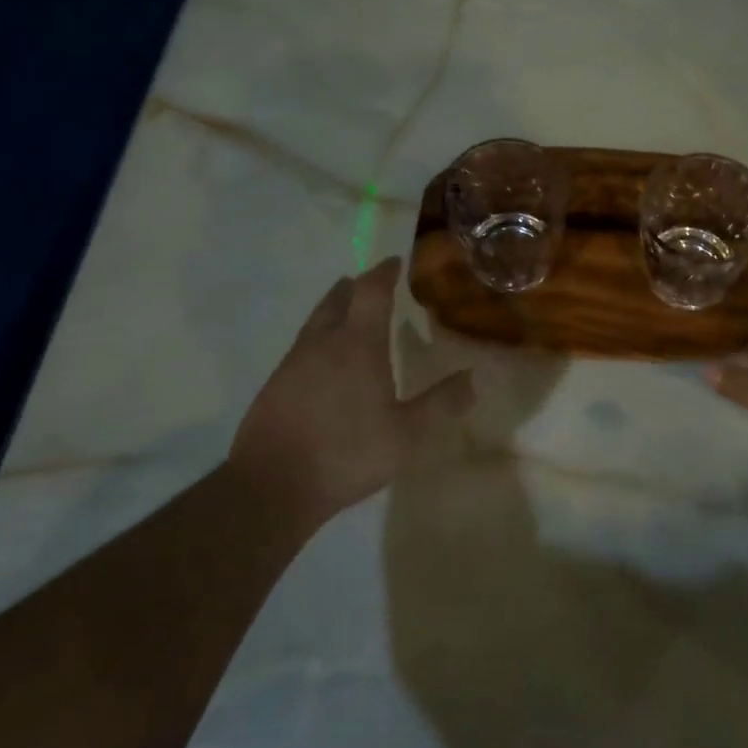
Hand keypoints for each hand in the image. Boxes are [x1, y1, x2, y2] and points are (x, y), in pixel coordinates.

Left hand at [228, 259, 473, 530]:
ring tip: (349, 313)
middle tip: (372, 283)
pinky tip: (324, 360)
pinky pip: (302, 345)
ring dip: (335, 308)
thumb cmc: (346, 453)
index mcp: (357, 344)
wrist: (271, 486)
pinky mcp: (275, 384)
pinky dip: (320, 337)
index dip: (384, 272)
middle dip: (356, 286)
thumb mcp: (407, 436)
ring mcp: (294, 362)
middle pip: (338, 298)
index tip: (395, 261)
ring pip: (317, 320)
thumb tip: (476, 376)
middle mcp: (323, 342)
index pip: (371, 291)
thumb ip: (442, 404)